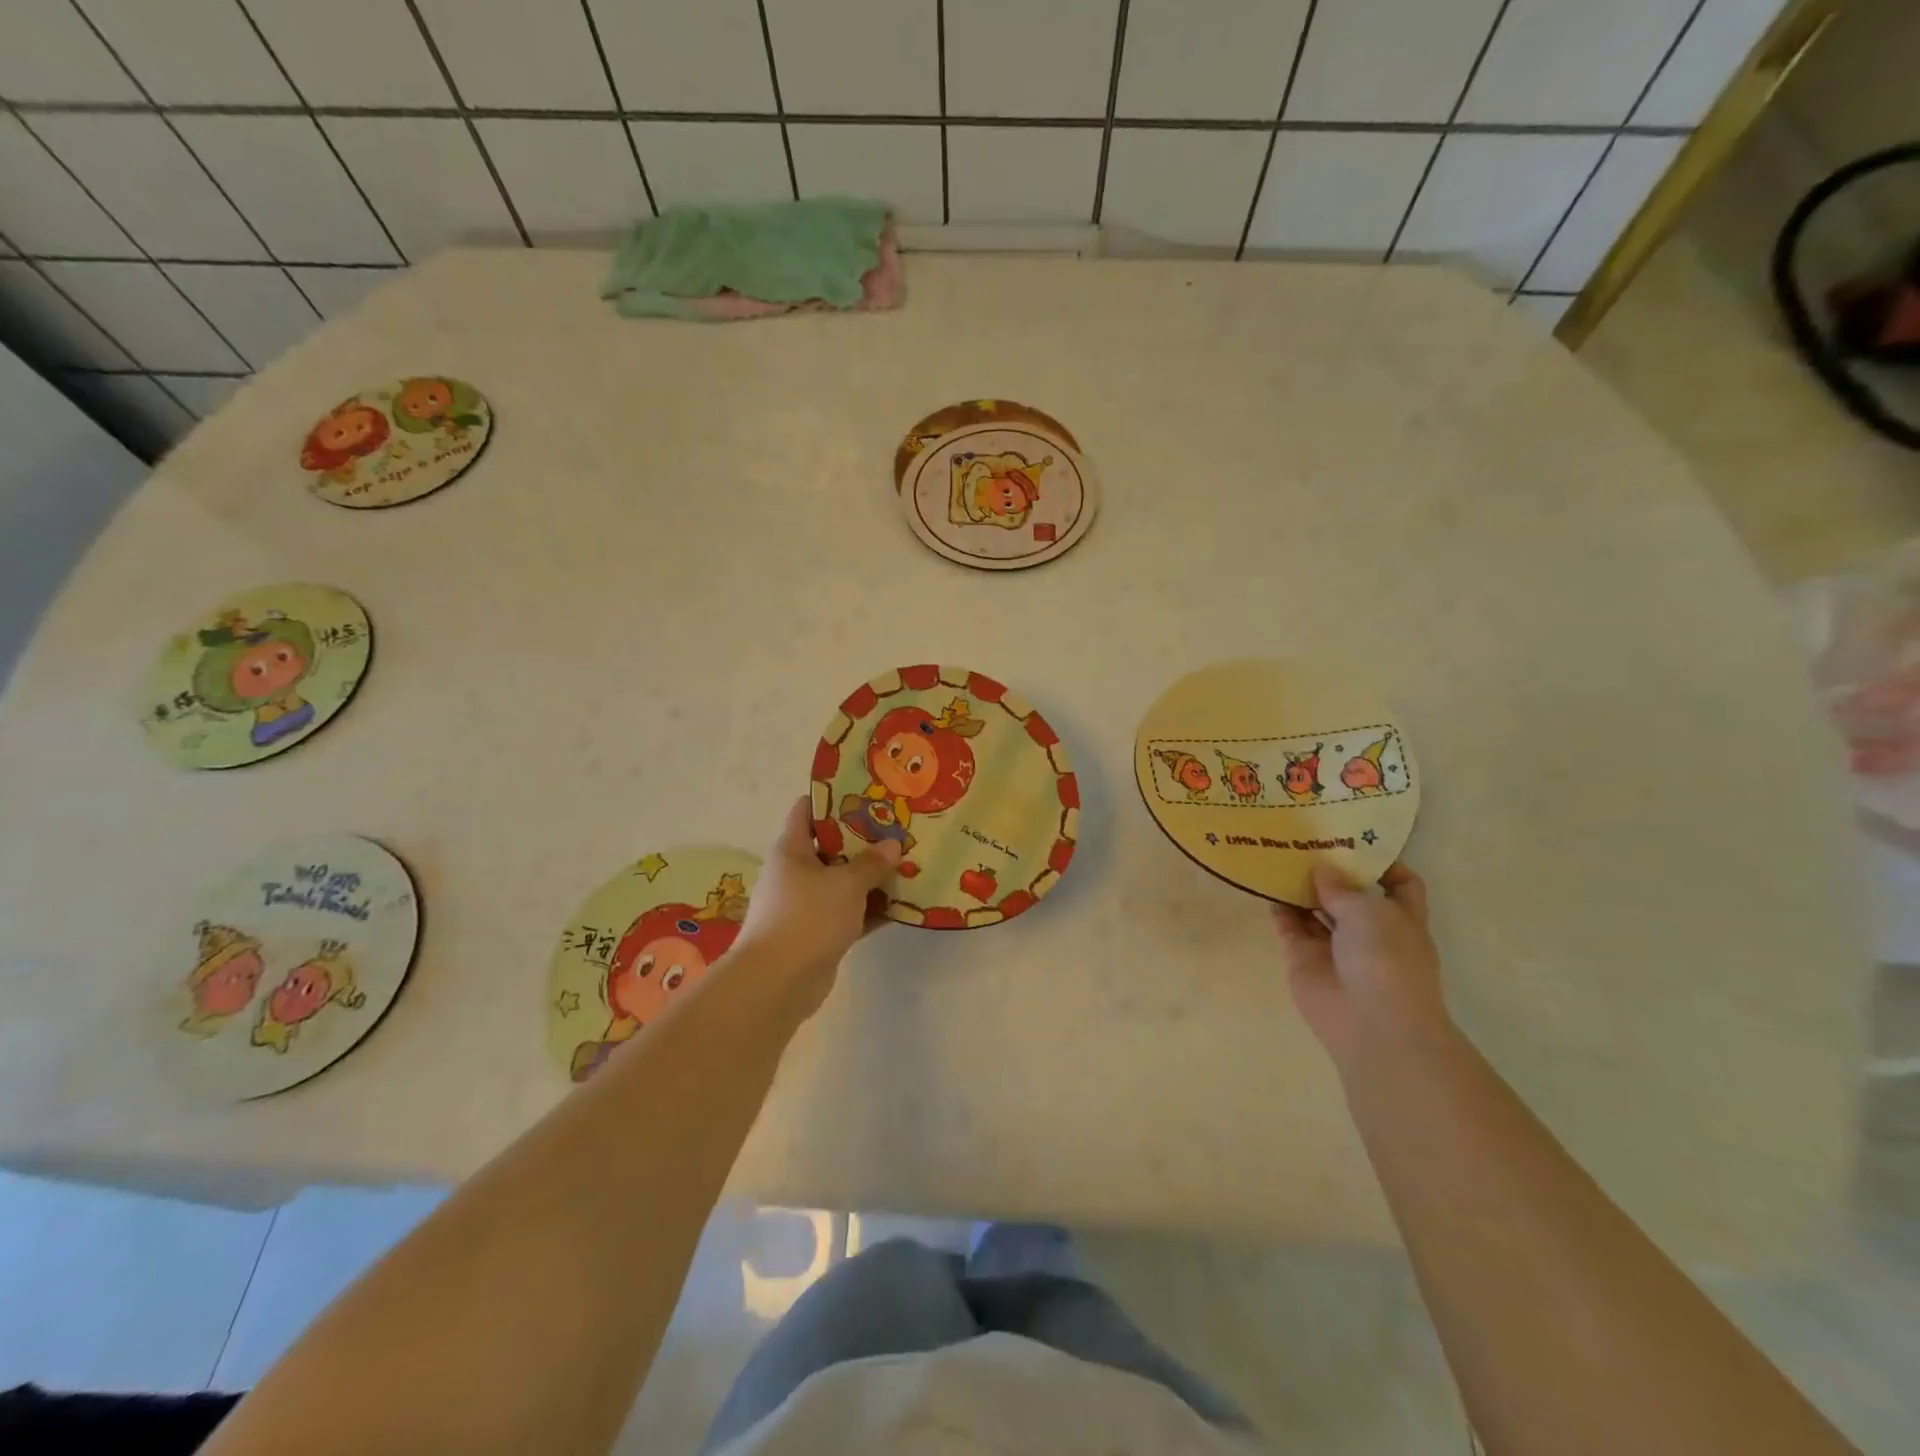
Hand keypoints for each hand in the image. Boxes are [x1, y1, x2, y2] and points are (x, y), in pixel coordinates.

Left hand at [733, 797, 901, 1016]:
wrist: (777, 982)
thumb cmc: (807, 917)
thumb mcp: (846, 883)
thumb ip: (871, 863)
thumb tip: (892, 845)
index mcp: (792, 850)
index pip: (807, 811)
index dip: (833, 799)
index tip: (866, 793)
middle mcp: (795, 874)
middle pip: (831, 847)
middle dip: (863, 840)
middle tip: (898, 829)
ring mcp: (806, 906)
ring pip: (843, 883)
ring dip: (871, 877)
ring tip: (908, 864)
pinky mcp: (818, 934)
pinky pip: (850, 914)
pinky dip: (871, 910)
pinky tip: (903, 906)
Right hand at [1272, 862, 1450, 1072]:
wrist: (1371, 1024)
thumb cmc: (1386, 960)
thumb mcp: (1370, 911)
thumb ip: (1341, 886)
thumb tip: (1320, 869)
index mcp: (1400, 918)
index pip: (1400, 884)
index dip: (1382, 863)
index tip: (1354, 841)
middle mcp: (1369, 930)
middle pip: (1349, 893)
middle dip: (1330, 870)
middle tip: (1303, 839)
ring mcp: (1334, 945)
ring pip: (1315, 909)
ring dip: (1299, 886)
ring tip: (1277, 854)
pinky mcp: (1304, 958)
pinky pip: (1288, 926)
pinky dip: (1278, 908)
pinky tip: (1264, 884)